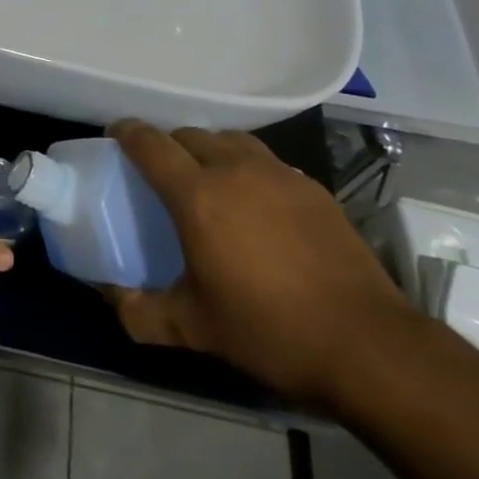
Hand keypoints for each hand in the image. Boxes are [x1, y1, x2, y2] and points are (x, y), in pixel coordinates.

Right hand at [105, 121, 413, 409]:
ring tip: (209, 179)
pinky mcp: (313, 188)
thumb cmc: (270, 330)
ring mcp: (279, 175)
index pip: (150, 144)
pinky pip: (267, 161)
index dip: (127, 133)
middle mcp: (235, 170)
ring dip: (210, 150)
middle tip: (161, 172)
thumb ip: (141, 311)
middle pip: (189, 135)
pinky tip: (257, 203)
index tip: (115, 135)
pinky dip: (248, 168)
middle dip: (168, 144)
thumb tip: (110, 296)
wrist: (367, 345)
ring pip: (230, 140)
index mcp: (198, 196)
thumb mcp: (194, 328)